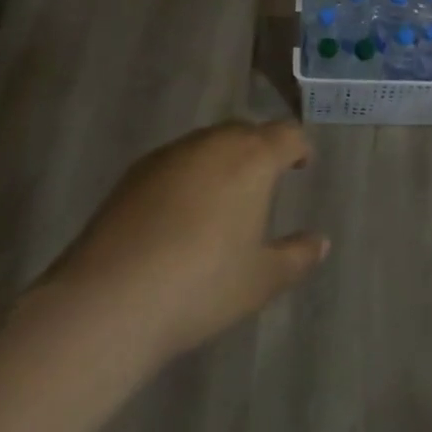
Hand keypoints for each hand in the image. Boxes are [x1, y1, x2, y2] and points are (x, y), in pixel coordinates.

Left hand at [32, 121, 329, 365]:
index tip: (301, 165)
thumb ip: (296, 256)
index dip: (298, 147)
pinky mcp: (134, 173)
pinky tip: (179, 214)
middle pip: (245, 132)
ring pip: (207, 144)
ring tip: (222, 198)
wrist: (110, 299)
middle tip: (264, 182)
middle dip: (259, 150)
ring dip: (221, 161)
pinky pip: (175, 162)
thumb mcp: (261, 279)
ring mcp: (169, 155)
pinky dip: (187, 176)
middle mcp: (212, 144)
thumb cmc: (202, 286)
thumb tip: (320, 242)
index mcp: (252, 158)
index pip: (286, 134)